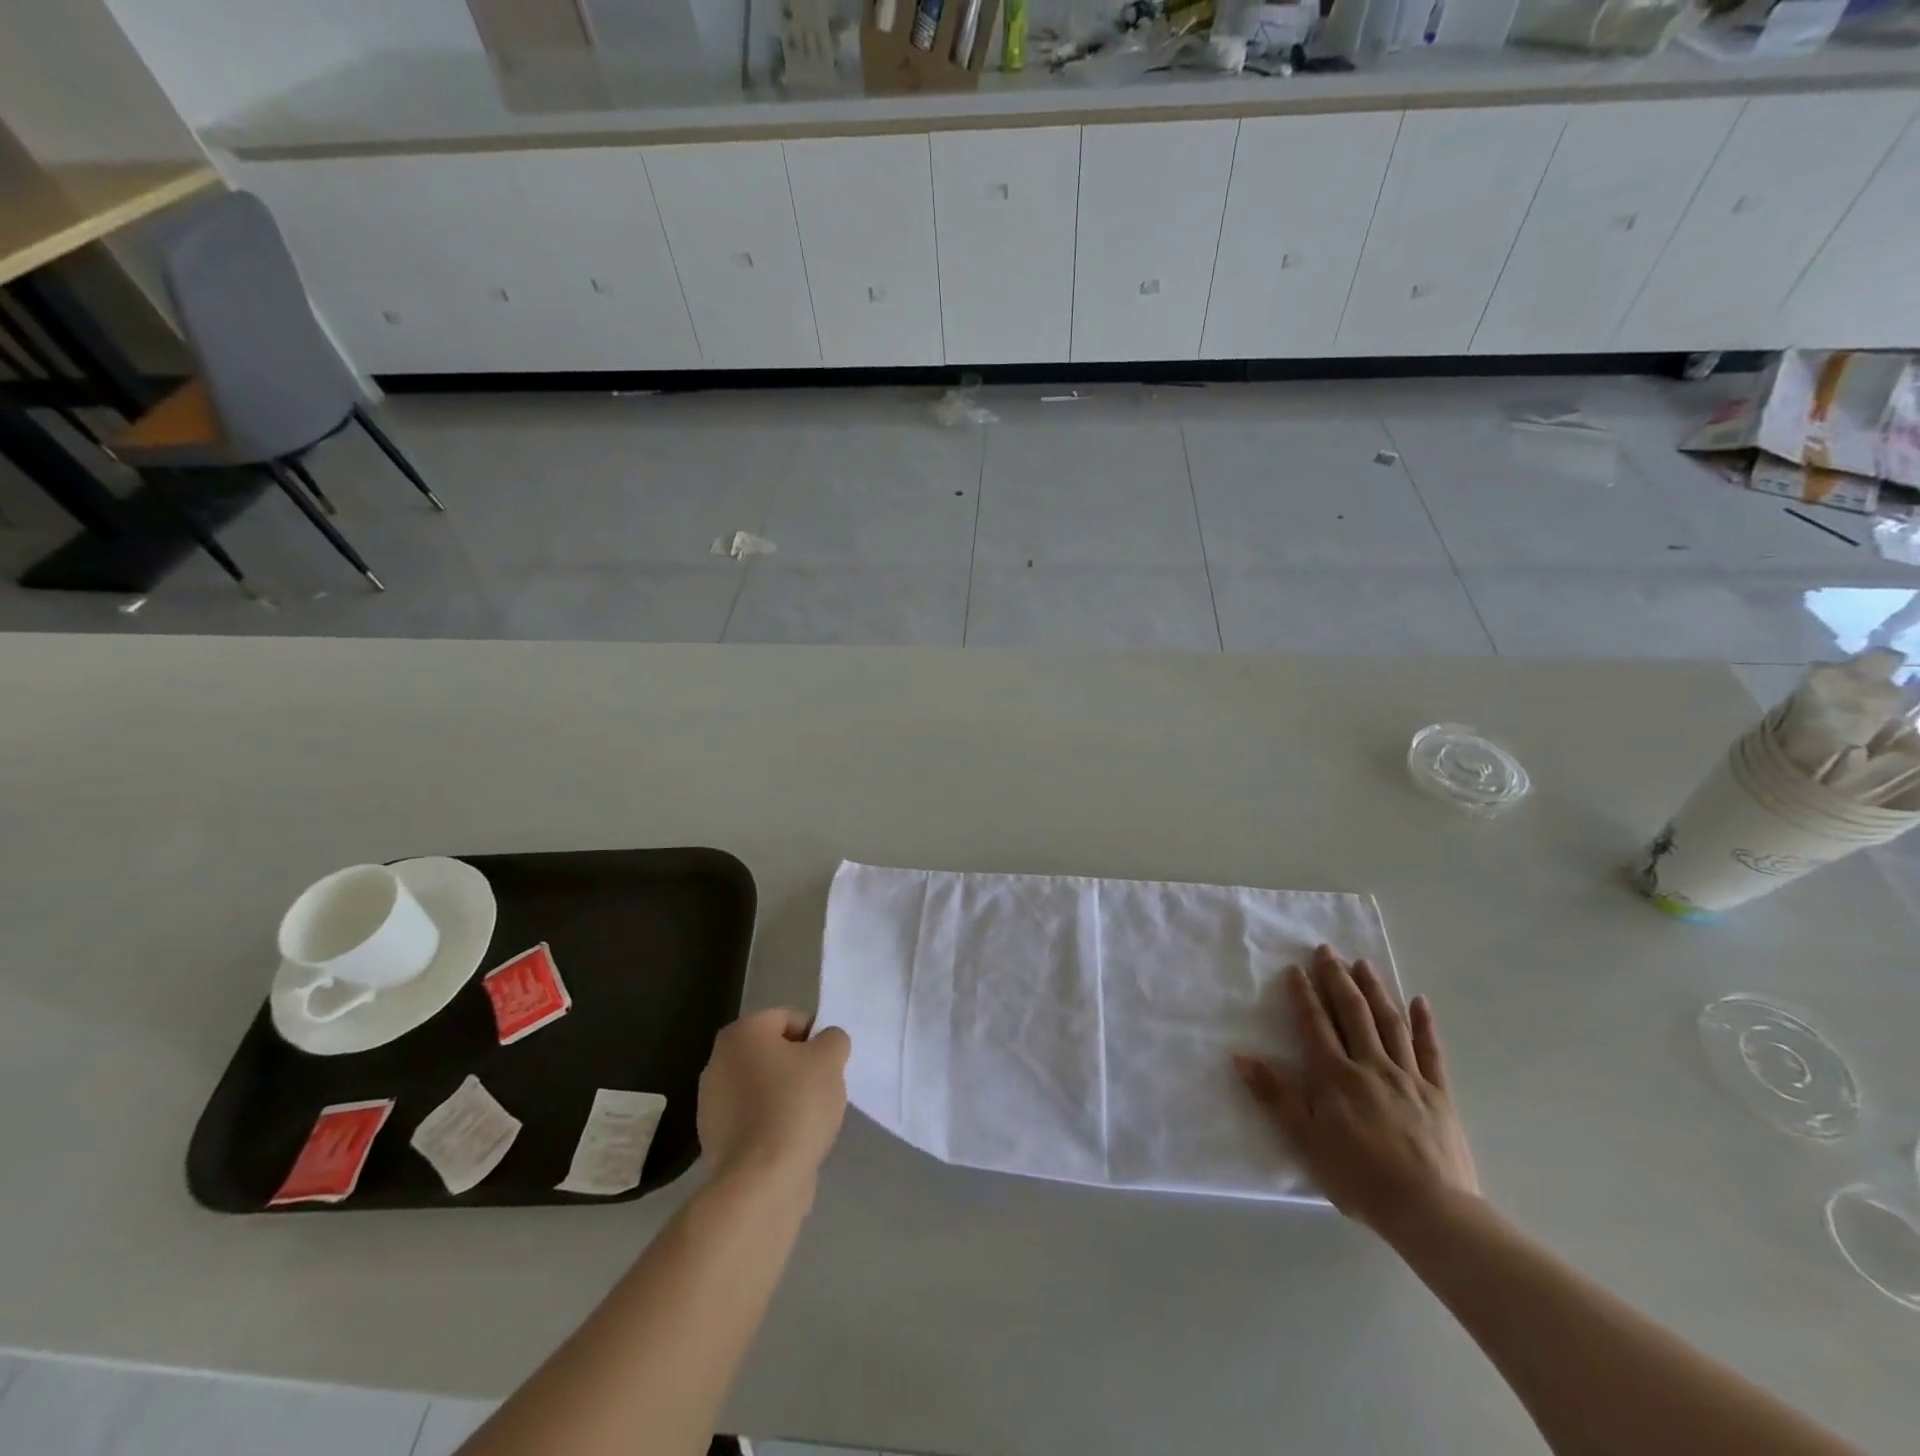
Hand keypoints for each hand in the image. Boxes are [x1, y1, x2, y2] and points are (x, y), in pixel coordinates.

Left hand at [697, 1009, 850, 1191]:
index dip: (815, 1036)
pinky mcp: (715, 1140)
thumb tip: (825, 1043)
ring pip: (763, 1087)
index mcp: (740, 1034)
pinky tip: (791, 1141)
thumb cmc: (795, 1106)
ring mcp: (712, 1104)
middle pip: (773, 1053)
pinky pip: (753, 1119)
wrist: (761, 1182)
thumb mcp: (830, 1059)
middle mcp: (718, 1062)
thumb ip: (833, 1039)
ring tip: (809, 1119)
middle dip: (800, 1067)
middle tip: (824, 1087)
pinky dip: (772, 1124)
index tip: (830, 1062)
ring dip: (786, 1096)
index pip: (787, 1018)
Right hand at [1234, 945, 1477, 1236]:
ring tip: (1363, 964)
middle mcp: (1370, 1065)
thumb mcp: (1304, 1140)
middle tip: (1327, 951)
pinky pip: (1430, 1051)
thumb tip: (1240, 1056)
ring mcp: (1408, 1076)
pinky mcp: (1438, 1094)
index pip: (1315, 1024)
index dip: (1304, 995)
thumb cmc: (1358, 1177)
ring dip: (1374, 990)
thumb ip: (1274, 1095)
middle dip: (1337, 979)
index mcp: (1335, 1075)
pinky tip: (1419, 1001)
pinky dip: (1424, 1024)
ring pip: (1389, 1022)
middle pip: (1352, 1013)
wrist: (1429, 1211)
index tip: (1296, 969)